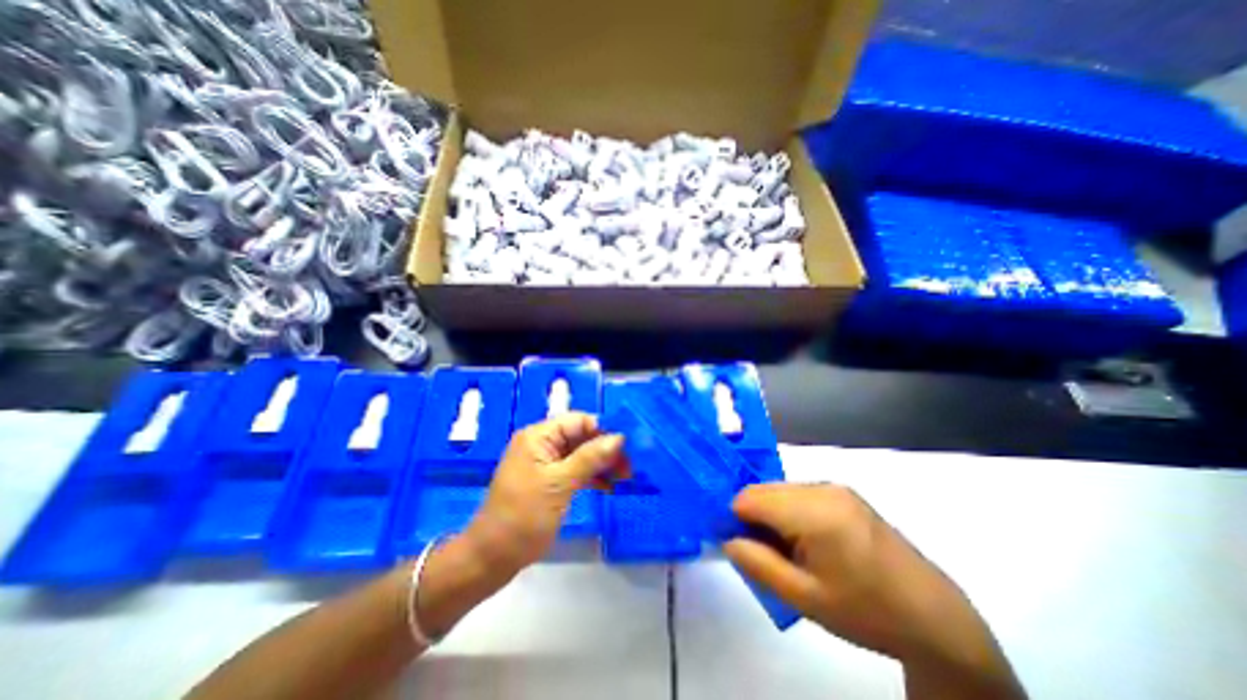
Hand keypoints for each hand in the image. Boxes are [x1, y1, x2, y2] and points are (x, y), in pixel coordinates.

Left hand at [464, 412, 627, 576]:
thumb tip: (619, 437)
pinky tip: (609, 487)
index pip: (578, 421)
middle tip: (630, 466)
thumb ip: (590, 458)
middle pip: (581, 437)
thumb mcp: (560, 484)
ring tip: (625, 477)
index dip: (604, 430)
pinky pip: (575, 470)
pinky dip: (591, 476)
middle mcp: (542, 444)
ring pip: (581, 454)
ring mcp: (545, 463)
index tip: (628, 446)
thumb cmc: (524, 516)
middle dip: (606, 449)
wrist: (492, 558)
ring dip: (602, 463)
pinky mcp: (548, 481)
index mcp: (539, 436)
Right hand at [723, 485, 1022, 696]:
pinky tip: (807, 540)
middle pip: (763, 490)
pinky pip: (798, 493)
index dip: (735, 519)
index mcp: (814, 511)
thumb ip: (756, 563)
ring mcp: (835, 487)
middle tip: (766, 553)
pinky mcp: (843, 492)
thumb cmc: (865, 611)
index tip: (740, 545)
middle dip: (753, 517)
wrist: (933, 616)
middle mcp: (822, 487)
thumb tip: (726, 537)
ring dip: (771, 514)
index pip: (749, 497)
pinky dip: (789, 511)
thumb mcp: (803, 597)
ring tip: (789, 551)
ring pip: (779, 490)